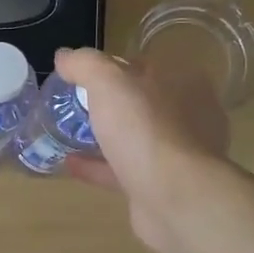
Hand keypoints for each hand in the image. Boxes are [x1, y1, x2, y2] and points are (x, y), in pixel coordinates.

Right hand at [54, 47, 232, 252]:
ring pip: (134, 139)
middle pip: (141, 104)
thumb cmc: (146, 129)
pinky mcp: (163, 186)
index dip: (113, 69)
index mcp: (184, 83)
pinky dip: (98, 166)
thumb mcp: (109, 83)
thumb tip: (64, 56)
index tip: (83, 77)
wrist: (173, 196)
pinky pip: (124, 170)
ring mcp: (178, 155)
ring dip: (104, 137)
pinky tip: (70, 164)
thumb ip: (86, 65)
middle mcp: (188, 116)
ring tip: (68, 134)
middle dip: (110, 105)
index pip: (145, 66)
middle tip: (73, 106)